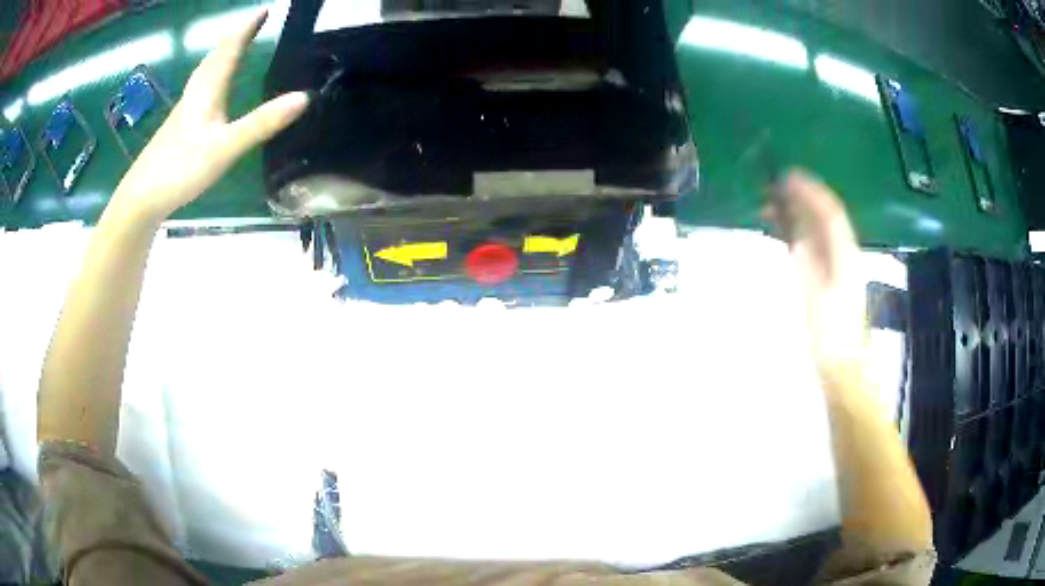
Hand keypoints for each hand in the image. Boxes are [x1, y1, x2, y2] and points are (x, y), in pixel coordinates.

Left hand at [108, 10, 308, 223]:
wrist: (141, 197)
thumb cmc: (181, 168)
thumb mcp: (226, 147)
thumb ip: (262, 123)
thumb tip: (304, 97)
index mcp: (208, 90)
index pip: (230, 49)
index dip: (247, 27)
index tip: (265, 9)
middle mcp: (195, 94)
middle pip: (214, 57)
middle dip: (234, 38)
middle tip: (251, 25)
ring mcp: (183, 112)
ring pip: (203, 74)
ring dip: (220, 56)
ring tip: (233, 49)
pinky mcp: (177, 129)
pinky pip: (198, 91)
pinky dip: (210, 78)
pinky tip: (210, 92)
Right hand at [764, 170, 866, 379]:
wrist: (844, 368)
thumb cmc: (832, 336)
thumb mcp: (817, 300)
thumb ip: (808, 268)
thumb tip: (796, 240)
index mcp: (845, 256)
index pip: (830, 212)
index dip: (810, 191)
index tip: (786, 177)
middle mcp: (845, 255)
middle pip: (825, 217)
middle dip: (801, 200)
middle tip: (772, 190)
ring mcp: (839, 267)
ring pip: (819, 231)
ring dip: (798, 216)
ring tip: (773, 209)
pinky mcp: (831, 280)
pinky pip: (815, 246)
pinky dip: (799, 235)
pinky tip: (785, 237)